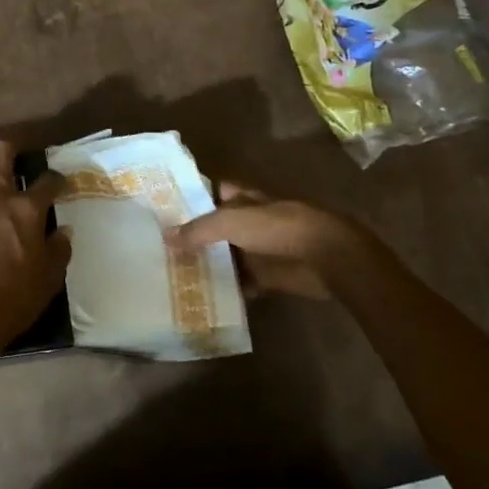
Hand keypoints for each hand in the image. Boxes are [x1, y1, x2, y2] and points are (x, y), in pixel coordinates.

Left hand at [0, 141, 69, 375]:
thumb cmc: (15, 296)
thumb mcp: (50, 277)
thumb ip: (59, 248)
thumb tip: (64, 230)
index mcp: (27, 209)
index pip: (47, 181)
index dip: (57, 179)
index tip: (60, 183)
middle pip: (0, 155)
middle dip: (8, 149)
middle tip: (13, 156)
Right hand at [165, 183, 364, 300]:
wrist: (326, 257)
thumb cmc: (278, 228)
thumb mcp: (230, 221)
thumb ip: (198, 229)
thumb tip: (165, 237)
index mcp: (245, 198)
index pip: (214, 191)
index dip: (193, 197)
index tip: (166, 210)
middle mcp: (252, 221)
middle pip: (218, 226)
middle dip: (196, 236)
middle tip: (162, 248)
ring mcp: (262, 249)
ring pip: (229, 255)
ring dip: (210, 264)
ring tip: (176, 275)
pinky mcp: (270, 275)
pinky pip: (244, 282)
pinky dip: (229, 289)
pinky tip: (205, 298)